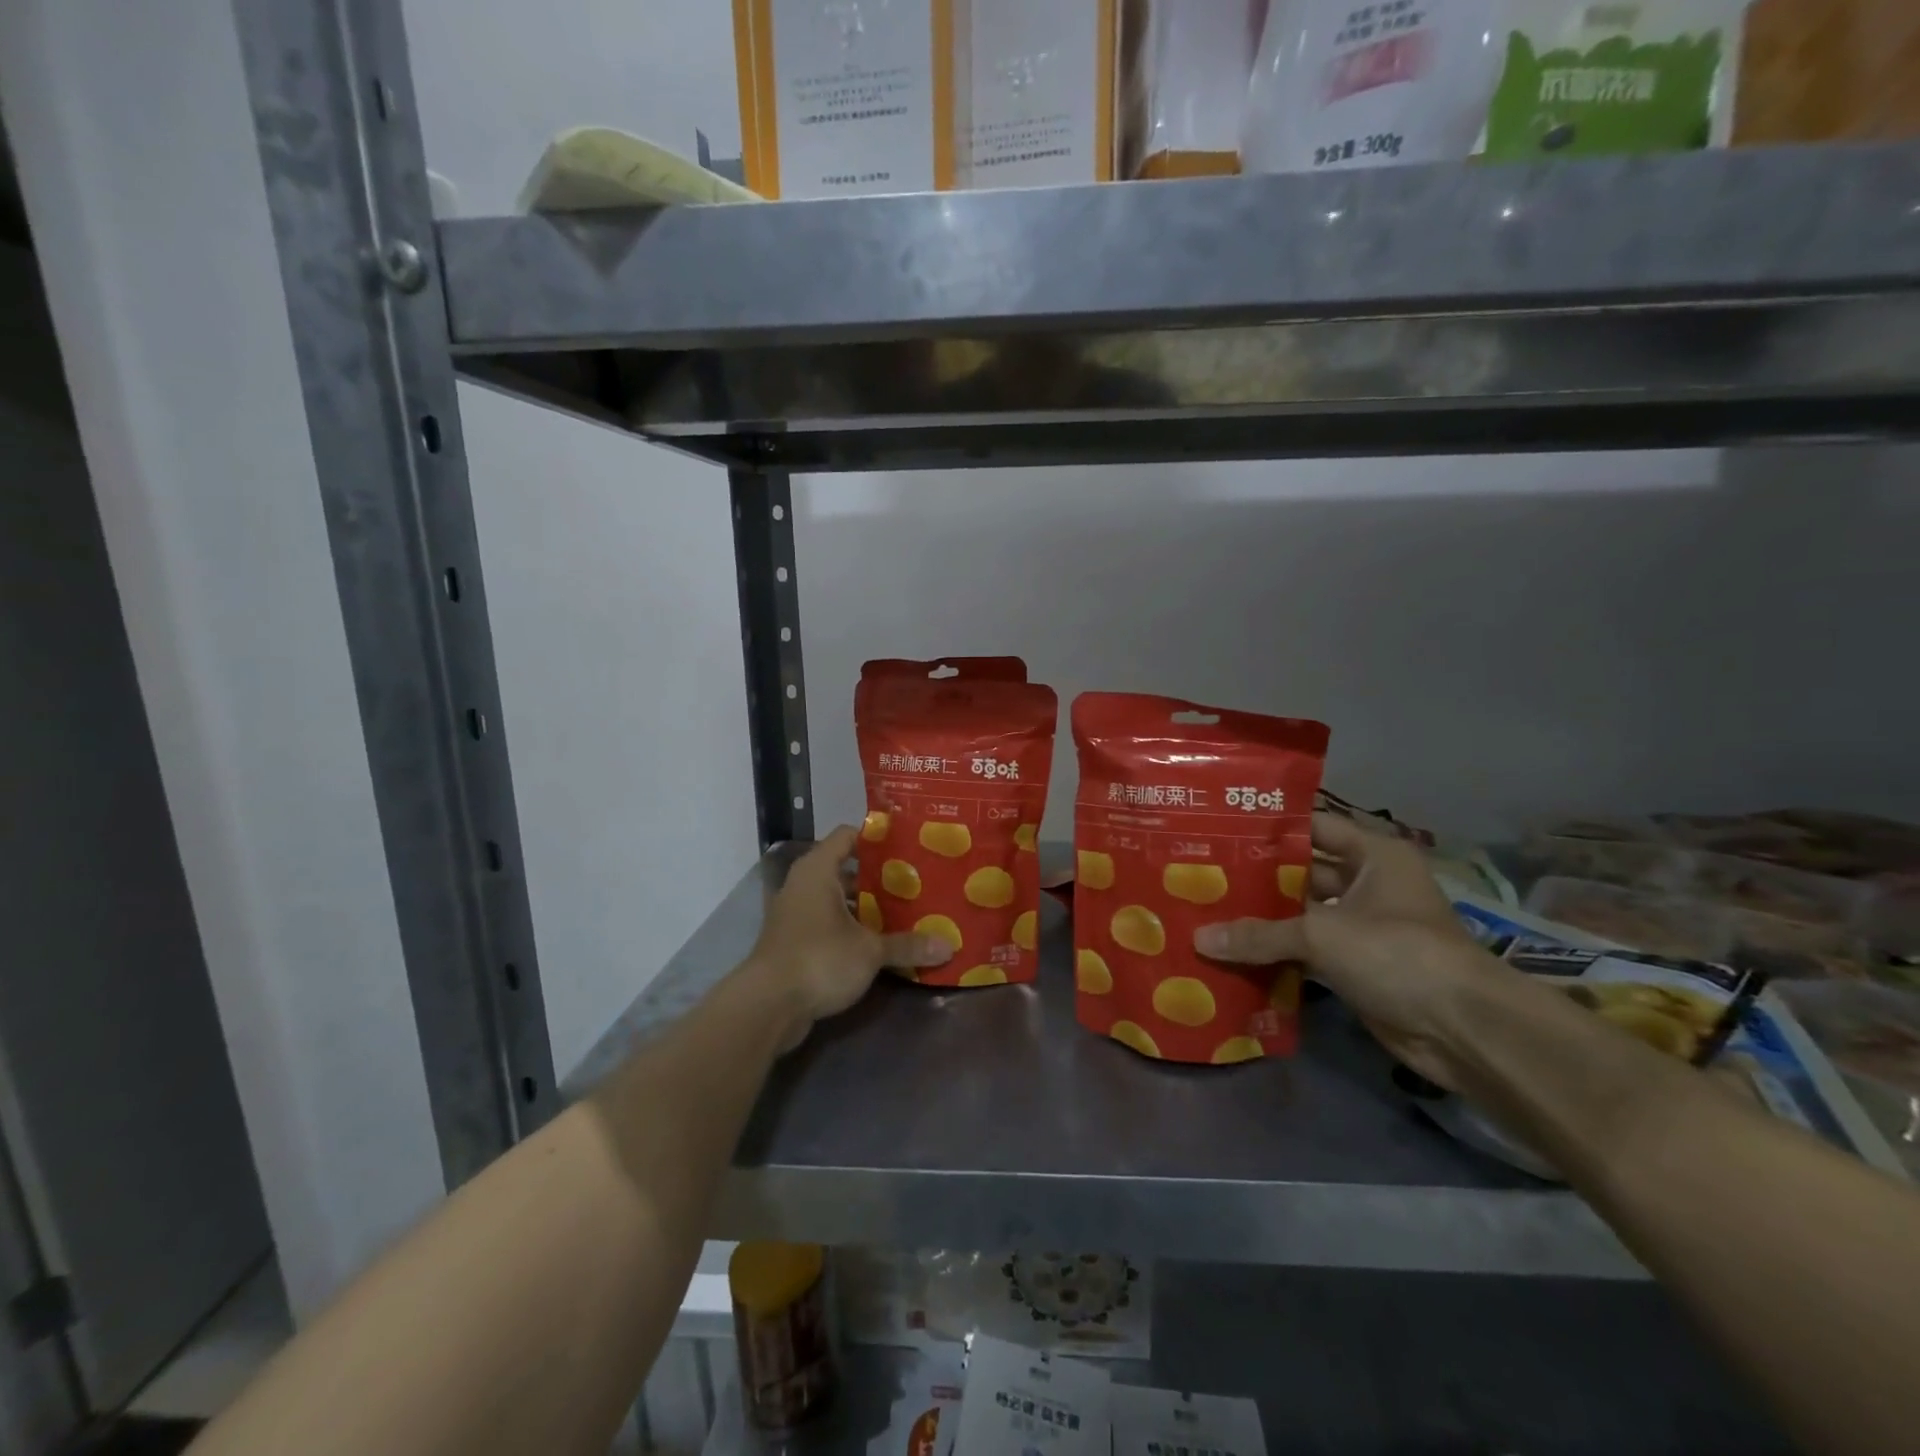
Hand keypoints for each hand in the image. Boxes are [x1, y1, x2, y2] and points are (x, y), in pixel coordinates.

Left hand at [745, 827, 953, 1043]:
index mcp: (818, 870)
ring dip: (867, 906)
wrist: (768, 1006)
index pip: (848, 835)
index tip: (909, 844)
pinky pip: (830, 923)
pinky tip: (882, 941)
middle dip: (880, 877)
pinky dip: (853, 928)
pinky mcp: (795, 941)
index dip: (877, 837)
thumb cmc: (819, 959)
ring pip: (839, 899)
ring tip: (907, 910)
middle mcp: (804, 884)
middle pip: (847, 869)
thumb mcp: (870, 951)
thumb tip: (949, 946)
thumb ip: (907, 945)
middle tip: (917, 881)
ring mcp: (797, 914)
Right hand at [1194, 811, 1511, 1089]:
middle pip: (1302, 873)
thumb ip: (1260, 934)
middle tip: (1203, 874)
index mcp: (1373, 855)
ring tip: (1208, 911)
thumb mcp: (1323, 934)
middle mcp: (1368, 884)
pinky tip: (1233, 952)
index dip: (1269, 828)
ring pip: (1302, 915)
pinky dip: (1277, 954)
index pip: (1313, 827)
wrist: (1463, 1030)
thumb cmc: (1398, 953)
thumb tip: (1199, 938)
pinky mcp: (1357, 967)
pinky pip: (1307, 952)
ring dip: (1264, 920)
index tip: (1220, 829)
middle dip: (1257, 878)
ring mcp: (1363, 927)